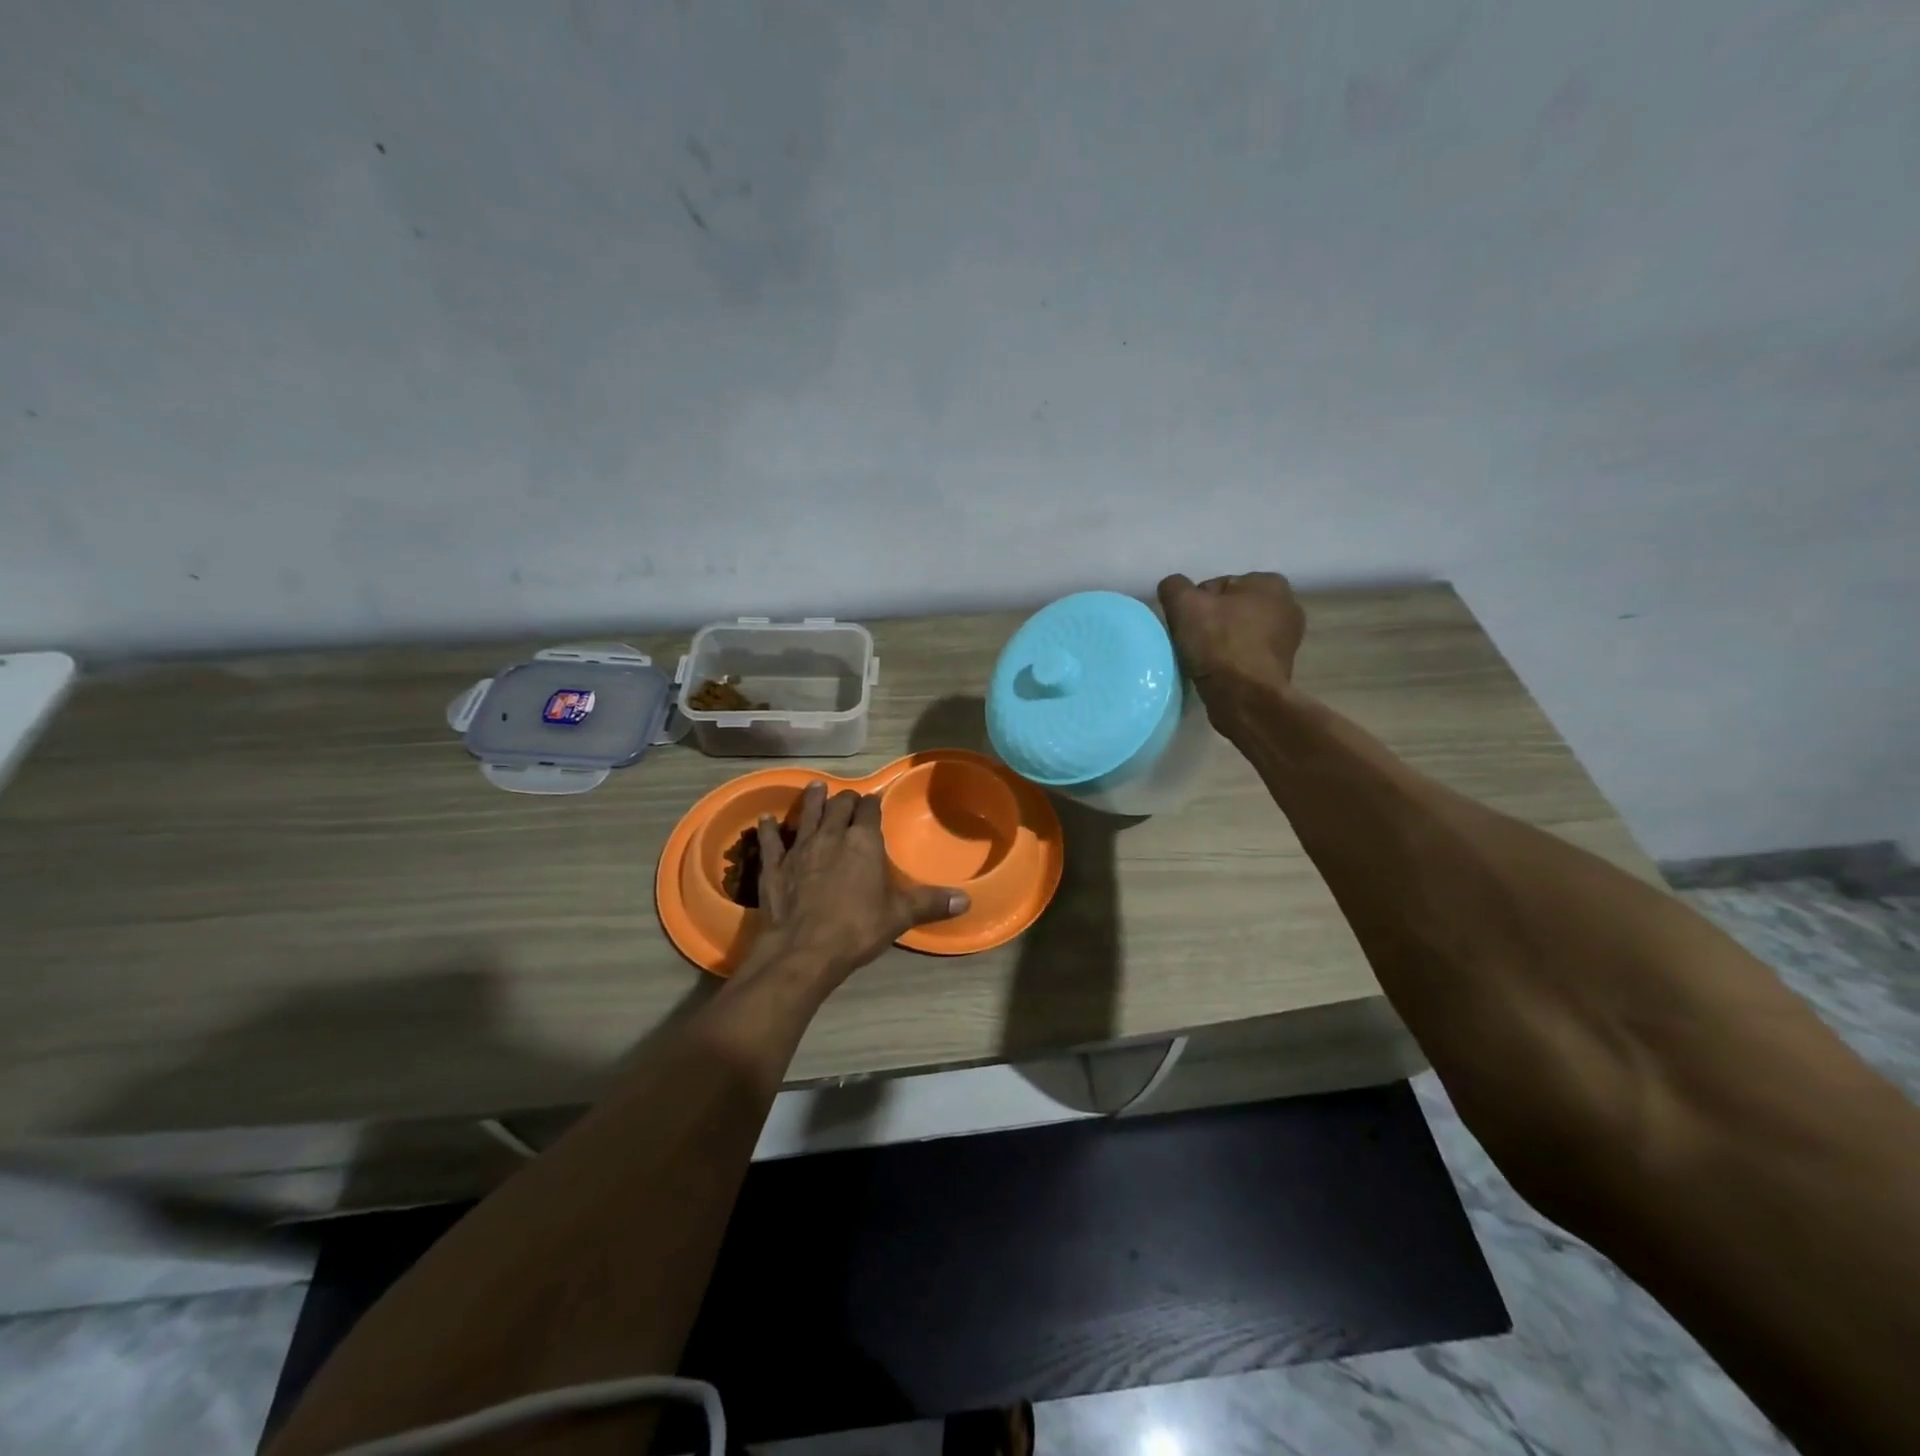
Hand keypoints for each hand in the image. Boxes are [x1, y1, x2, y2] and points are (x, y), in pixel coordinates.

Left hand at [747, 781, 968, 982]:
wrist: (803, 951)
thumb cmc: (857, 929)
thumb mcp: (899, 916)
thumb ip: (930, 903)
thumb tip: (966, 900)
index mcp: (863, 842)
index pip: (869, 810)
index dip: (872, 804)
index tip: (874, 802)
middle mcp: (831, 836)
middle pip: (839, 806)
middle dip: (845, 800)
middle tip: (848, 798)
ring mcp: (799, 848)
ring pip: (807, 815)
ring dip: (813, 800)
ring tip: (817, 787)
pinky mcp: (774, 866)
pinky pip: (771, 840)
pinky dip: (769, 829)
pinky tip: (766, 820)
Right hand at [1157, 572, 1306, 713]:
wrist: (1244, 698)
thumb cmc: (1218, 644)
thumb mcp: (1184, 605)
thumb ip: (1174, 586)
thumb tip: (1174, 589)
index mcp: (1270, 583)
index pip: (1217, 586)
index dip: (1195, 605)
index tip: (1187, 625)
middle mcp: (1287, 605)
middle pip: (1229, 609)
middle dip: (1210, 622)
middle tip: (1192, 642)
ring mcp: (1287, 639)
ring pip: (1237, 633)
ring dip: (1219, 643)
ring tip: (1203, 660)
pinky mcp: (1281, 666)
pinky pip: (1245, 655)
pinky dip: (1231, 661)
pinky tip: (1217, 672)